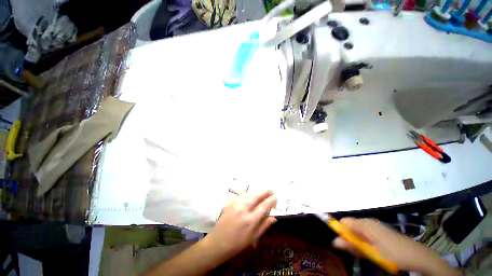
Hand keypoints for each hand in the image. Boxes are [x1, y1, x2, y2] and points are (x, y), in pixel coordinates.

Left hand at [203, 190, 277, 258]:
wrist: (217, 243)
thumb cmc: (237, 244)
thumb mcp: (253, 238)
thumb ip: (264, 226)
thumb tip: (274, 217)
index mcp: (251, 220)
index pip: (264, 205)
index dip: (271, 200)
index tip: (277, 196)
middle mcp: (244, 209)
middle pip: (257, 195)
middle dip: (266, 191)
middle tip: (272, 189)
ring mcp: (236, 204)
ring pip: (249, 193)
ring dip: (258, 191)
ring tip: (264, 190)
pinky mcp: (230, 202)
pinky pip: (242, 195)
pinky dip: (250, 193)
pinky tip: (252, 194)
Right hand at [332, 218, 460, 275]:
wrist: (417, 255)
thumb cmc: (393, 254)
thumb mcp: (372, 253)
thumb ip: (353, 246)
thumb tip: (335, 241)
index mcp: (364, 224)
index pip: (343, 221)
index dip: (340, 231)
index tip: (342, 243)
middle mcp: (368, 221)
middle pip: (350, 225)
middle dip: (349, 237)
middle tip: (355, 251)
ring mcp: (375, 225)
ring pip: (358, 230)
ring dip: (357, 240)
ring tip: (365, 252)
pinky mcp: (380, 230)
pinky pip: (366, 232)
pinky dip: (364, 240)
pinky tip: (372, 249)